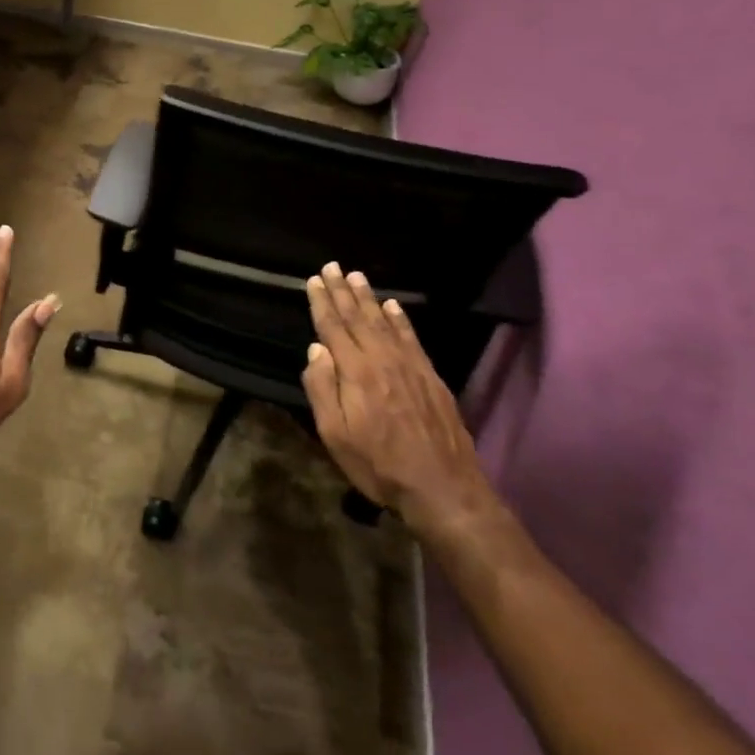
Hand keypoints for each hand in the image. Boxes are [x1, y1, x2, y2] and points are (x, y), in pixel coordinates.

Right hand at [302, 263, 502, 543]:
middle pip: (358, 317)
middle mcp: (382, 359)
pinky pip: (411, 337)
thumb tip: (316, 349)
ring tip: (357, 276)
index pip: (333, 328)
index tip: (313, 280)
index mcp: (355, 372)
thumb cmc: (379, 465)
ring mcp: (410, 365)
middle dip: (342, 291)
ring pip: (384, 321)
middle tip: (332, 266)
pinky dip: (400, 318)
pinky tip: (393, 306)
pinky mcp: (430, 376)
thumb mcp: (336, 435)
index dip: (322, 303)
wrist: (441, 487)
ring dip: (368, 297)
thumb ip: (323, 389)